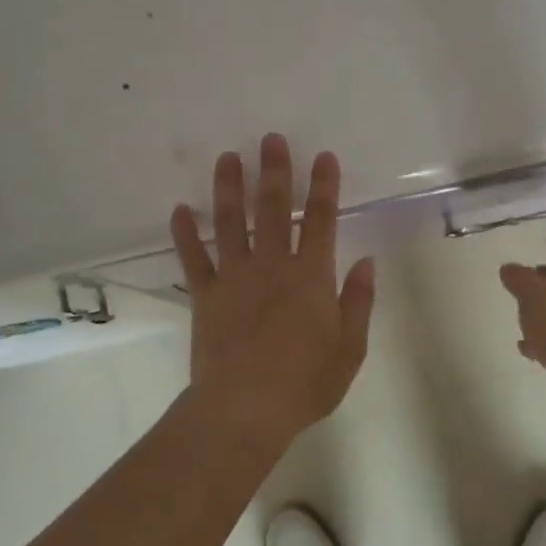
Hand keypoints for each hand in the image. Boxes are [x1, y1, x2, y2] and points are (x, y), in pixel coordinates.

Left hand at [171, 134, 375, 457]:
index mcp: (311, 275)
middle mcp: (272, 265)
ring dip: (229, 187)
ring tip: (227, 157)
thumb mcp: (350, 348)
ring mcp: (234, 277)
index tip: (323, 157)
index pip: (320, 220)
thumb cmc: (306, 382)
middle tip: (270, 138)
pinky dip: (185, 234)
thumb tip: (365, 262)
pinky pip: (193, 258)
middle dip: (274, 171)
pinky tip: (180, 210)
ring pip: (230, 222)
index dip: (323, 186)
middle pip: (272, 208)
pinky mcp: (205, 296)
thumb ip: (358, 301)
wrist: (245, 407)